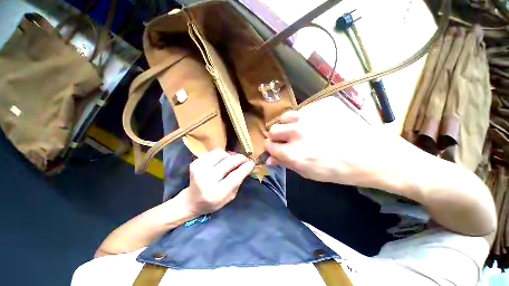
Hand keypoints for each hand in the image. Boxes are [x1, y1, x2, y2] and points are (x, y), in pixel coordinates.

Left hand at [176, 149, 254, 215]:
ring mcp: (199, 169)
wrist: (191, 201)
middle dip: (240, 158)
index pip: (235, 176)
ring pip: (222, 154)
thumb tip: (246, 165)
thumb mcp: (230, 197)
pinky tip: (223, 161)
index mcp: (216, 193)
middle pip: (229, 162)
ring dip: (230, 156)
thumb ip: (239, 181)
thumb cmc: (213, 202)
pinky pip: (214, 153)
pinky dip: (222, 155)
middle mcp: (206, 180)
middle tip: (245, 159)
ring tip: (233, 161)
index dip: (245, 167)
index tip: (252, 163)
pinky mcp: (195, 163)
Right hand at [265, 97, 392, 186]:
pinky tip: (317, 123)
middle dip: (277, 136)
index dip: (272, 148)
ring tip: (299, 129)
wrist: (371, 154)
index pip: (269, 146)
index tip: (276, 148)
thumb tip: (269, 159)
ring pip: (285, 116)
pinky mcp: (323, 105)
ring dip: (288, 124)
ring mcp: (310, 115)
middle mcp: (297, 132)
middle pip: (273, 130)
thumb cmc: (337, 170)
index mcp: (293, 153)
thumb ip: (286, 163)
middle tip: (287, 140)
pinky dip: (305, 117)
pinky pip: (304, 109)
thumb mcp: (308, 173)